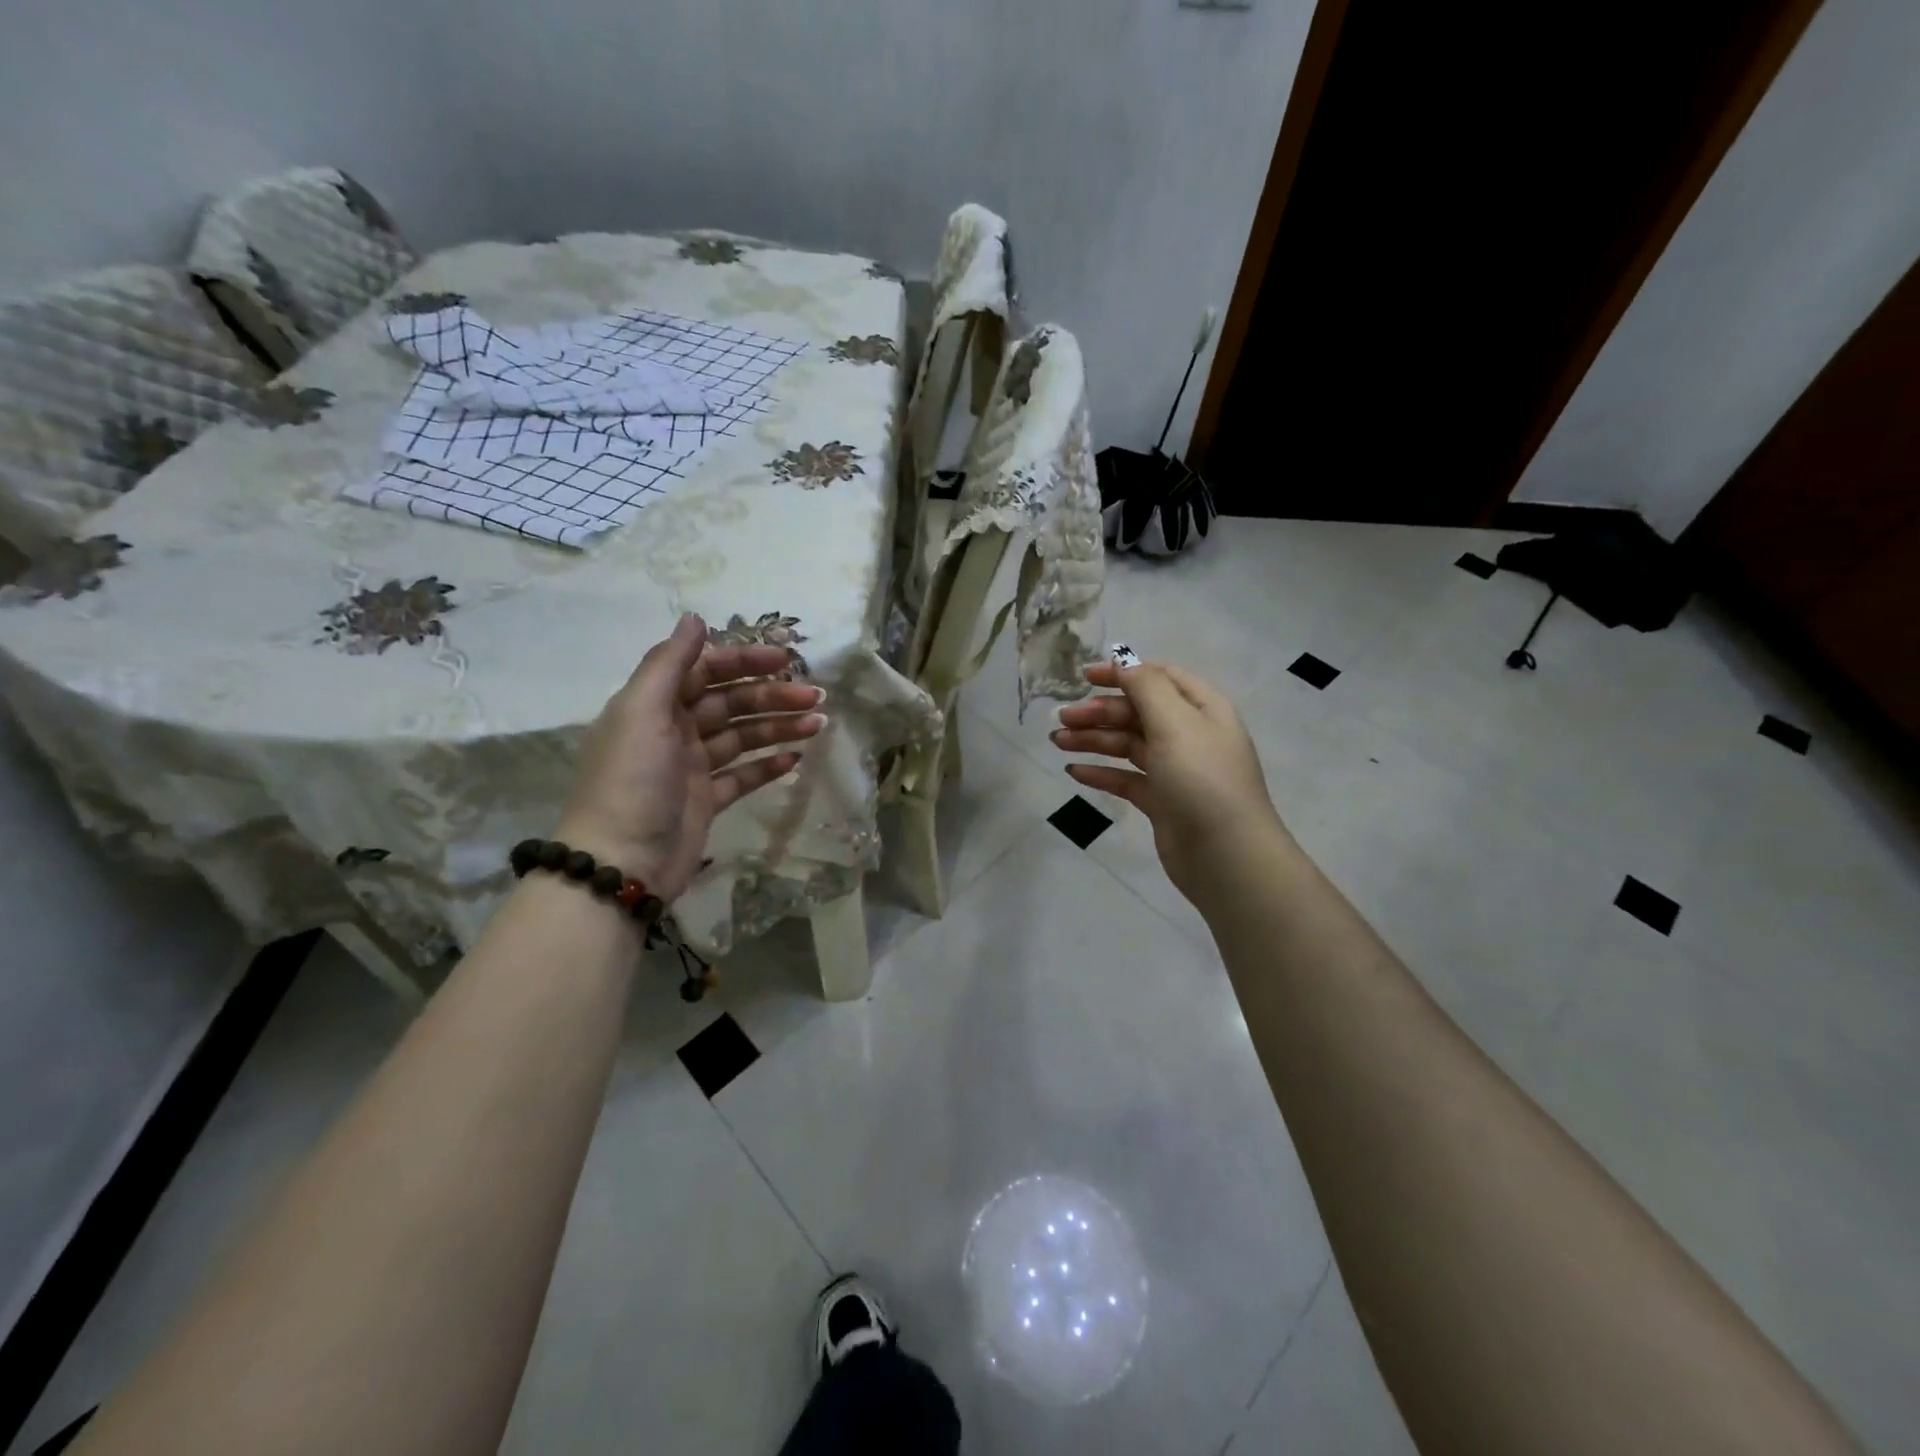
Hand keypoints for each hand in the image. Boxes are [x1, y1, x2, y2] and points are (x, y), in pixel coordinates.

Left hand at [555, 614, 824, 900]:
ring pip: (743, 737)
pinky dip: (768, 766)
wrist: (620, 864)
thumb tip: (695, 618)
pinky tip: (796, 758)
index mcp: (655, 704)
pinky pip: (743, 775)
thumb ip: (668, 663)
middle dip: (772, 696)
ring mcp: (692, 767)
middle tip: (815, 696)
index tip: (785, 659)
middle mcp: (673, 730)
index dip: (744, 661)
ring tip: (818, 725)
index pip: (706, 670)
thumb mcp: (641, 713)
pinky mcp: (707, 800)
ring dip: (779, 727)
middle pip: (731, 702)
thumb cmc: (631, 780)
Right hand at [1052, 658, 1286, 904]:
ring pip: (1128, 744)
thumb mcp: (1175, 723)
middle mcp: (1190, 734)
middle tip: (1062, 719)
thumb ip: (1146, 687)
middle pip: (1138, 712)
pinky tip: (1074, 771)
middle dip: (1099, 711)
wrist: (1225, 855)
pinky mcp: (1162, 801)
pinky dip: (1101, 772)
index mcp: (1202, 708)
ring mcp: (1176, 769)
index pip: (1159, 677)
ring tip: (1058, 742)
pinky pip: (1126, 778)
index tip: (1084, 677)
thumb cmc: (1202, 779)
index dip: (1122, 672)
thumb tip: (1123, 661)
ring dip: (1093, 739)